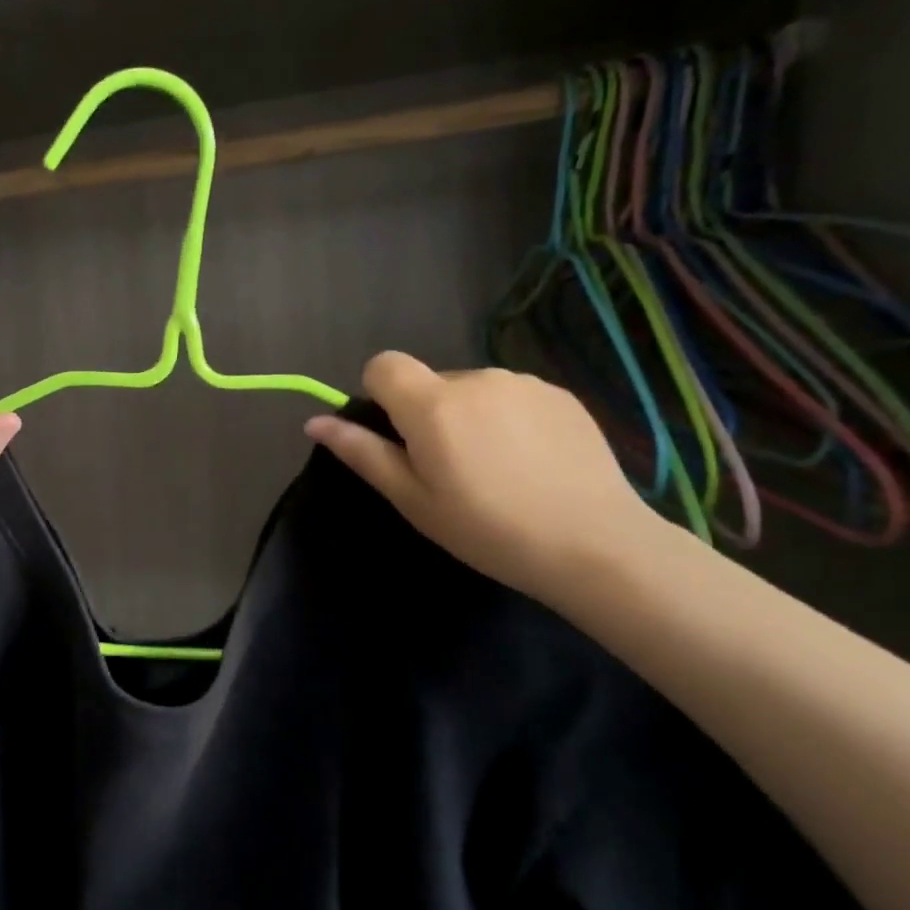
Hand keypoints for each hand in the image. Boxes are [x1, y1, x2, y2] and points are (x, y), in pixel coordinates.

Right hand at [305, 351, 656, 604]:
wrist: (595, 544)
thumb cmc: (486, 529)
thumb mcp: (412, 498)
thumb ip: (362, 452)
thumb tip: (315, 421)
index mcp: (432, 403)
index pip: (382, 364)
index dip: (378, 395)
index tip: (395, 438)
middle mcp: (475, 378)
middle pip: (428, 381)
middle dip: (426, 414)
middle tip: (449, 470)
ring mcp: (523, 383)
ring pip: (471, 390)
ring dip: (468, 416)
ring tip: (496, 470)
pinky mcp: (560, 394)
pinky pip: (511, 396)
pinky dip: (507, 420)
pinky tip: (530, 463)